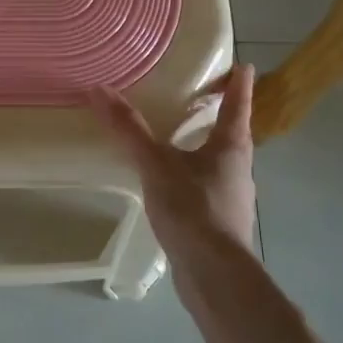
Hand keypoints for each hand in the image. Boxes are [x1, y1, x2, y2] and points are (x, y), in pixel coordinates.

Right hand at [91, 61, 257, 278]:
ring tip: (181, 139)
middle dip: (222, 115)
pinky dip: (194, 176)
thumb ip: (129, 129)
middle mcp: (238, 167)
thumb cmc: (193, 209)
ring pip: (221, 162)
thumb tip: (99, 89)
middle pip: (234, 133)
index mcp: (231, 145)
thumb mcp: (155, 164)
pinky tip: (174, 185)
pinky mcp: (221, 222)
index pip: (238, 104)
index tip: (243, 65)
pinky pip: (208, 187)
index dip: (239, 83)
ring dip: (207, 147)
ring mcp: (233, 197)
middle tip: (203, 97)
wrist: (214, 276)